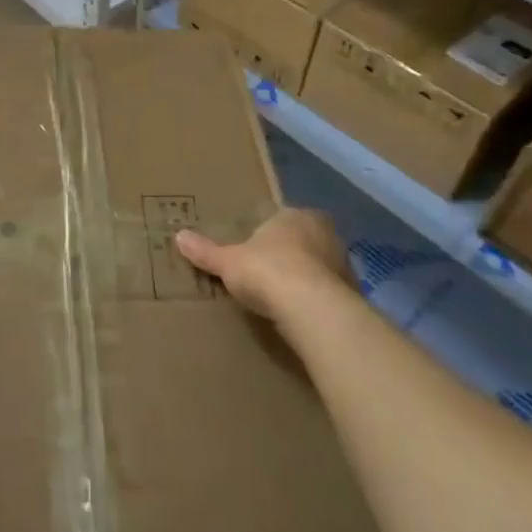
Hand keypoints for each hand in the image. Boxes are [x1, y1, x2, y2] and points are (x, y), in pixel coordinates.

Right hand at [176, 208, 347, 322]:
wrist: (311, 308)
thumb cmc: (267, 271)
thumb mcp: (228, 262)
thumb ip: (206, 251)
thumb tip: (178, 236)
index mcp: (295, 216)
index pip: (281, 218)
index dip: (268, 234)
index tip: (256, 251)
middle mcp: (324, 233)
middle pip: (303, 241)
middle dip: (290, 254)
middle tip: (269, 273)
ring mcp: (342, 263)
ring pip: (320, 267)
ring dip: (307, 278)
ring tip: (285, 298)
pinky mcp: (352, 293)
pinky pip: (329, 293)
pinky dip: (317, 301)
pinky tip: (302, 315)